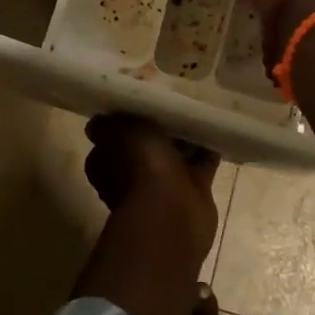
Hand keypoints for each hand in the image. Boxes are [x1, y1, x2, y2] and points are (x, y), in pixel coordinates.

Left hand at [83, 114, 219, 256]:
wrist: (171, 212)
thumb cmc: (139, 165)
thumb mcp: (119, 131)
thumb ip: (111, 123)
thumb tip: (98, 122)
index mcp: (107, 163)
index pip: (113, 137)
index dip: (125, 121)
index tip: (139, 103)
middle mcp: (132, 175)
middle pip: (146, 145)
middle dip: (159, 129)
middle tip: (173, 102)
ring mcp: (163, 185)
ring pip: (174, 154)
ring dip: (185, 139)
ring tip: (196, 113)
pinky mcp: (192, 190)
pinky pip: (201, 163)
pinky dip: (208, 150)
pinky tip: (215, 129)